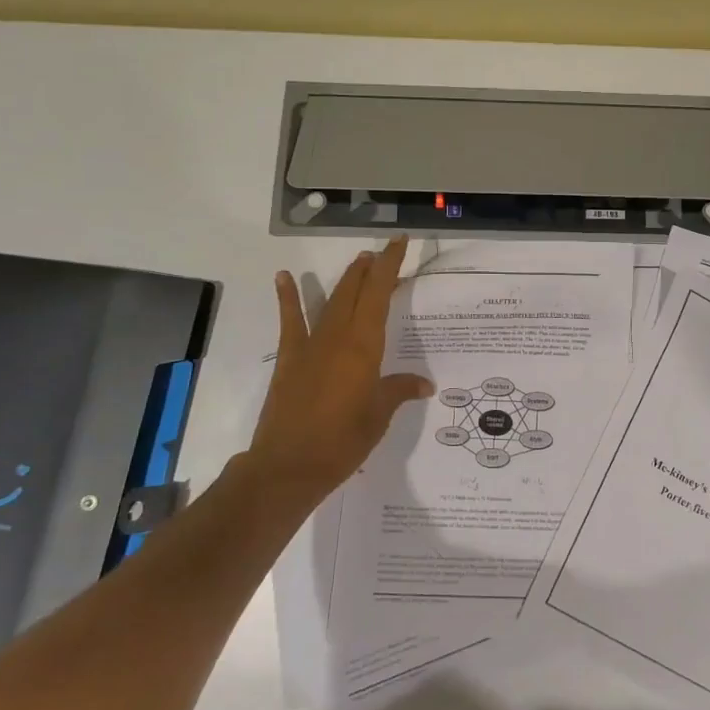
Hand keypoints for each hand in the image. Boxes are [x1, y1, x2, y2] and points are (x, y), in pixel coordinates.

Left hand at [243, 238, 433, 506]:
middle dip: (370, 270)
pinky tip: (284, 278)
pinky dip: (289, 298)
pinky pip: (291, 322)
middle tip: (383, 253)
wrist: (289, 466)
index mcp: (364, 347)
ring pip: (331, 302)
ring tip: (358, 262)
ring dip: (345, 280)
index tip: (398, 243)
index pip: (380, 296)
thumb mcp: (379, 416)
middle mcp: (338, 337)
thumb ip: (398, 391)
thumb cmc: (342, 442)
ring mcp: (311, 346)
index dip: (390, 267)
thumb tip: (424, 383)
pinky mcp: (290, 359)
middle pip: (356, 293)